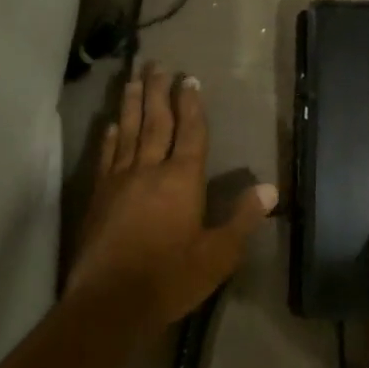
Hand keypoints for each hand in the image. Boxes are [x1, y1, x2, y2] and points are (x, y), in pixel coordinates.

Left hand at [70, 64, 274, 328]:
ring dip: (132, 104)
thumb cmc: (170, 278)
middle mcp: (150, 170)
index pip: (191, 132)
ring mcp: (120, 181)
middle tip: (157, 65)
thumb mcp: (218, 255)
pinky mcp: (99, 196)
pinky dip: (110, 137)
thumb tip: (270, 188)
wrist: (109, 303)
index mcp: (182, 179)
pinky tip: (110, 124)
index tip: (189, 79)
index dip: (191, 104)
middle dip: (158, 92)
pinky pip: (107, 156)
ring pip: (128, 132)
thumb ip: (242, 219)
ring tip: (133, 79)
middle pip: (156, 122)